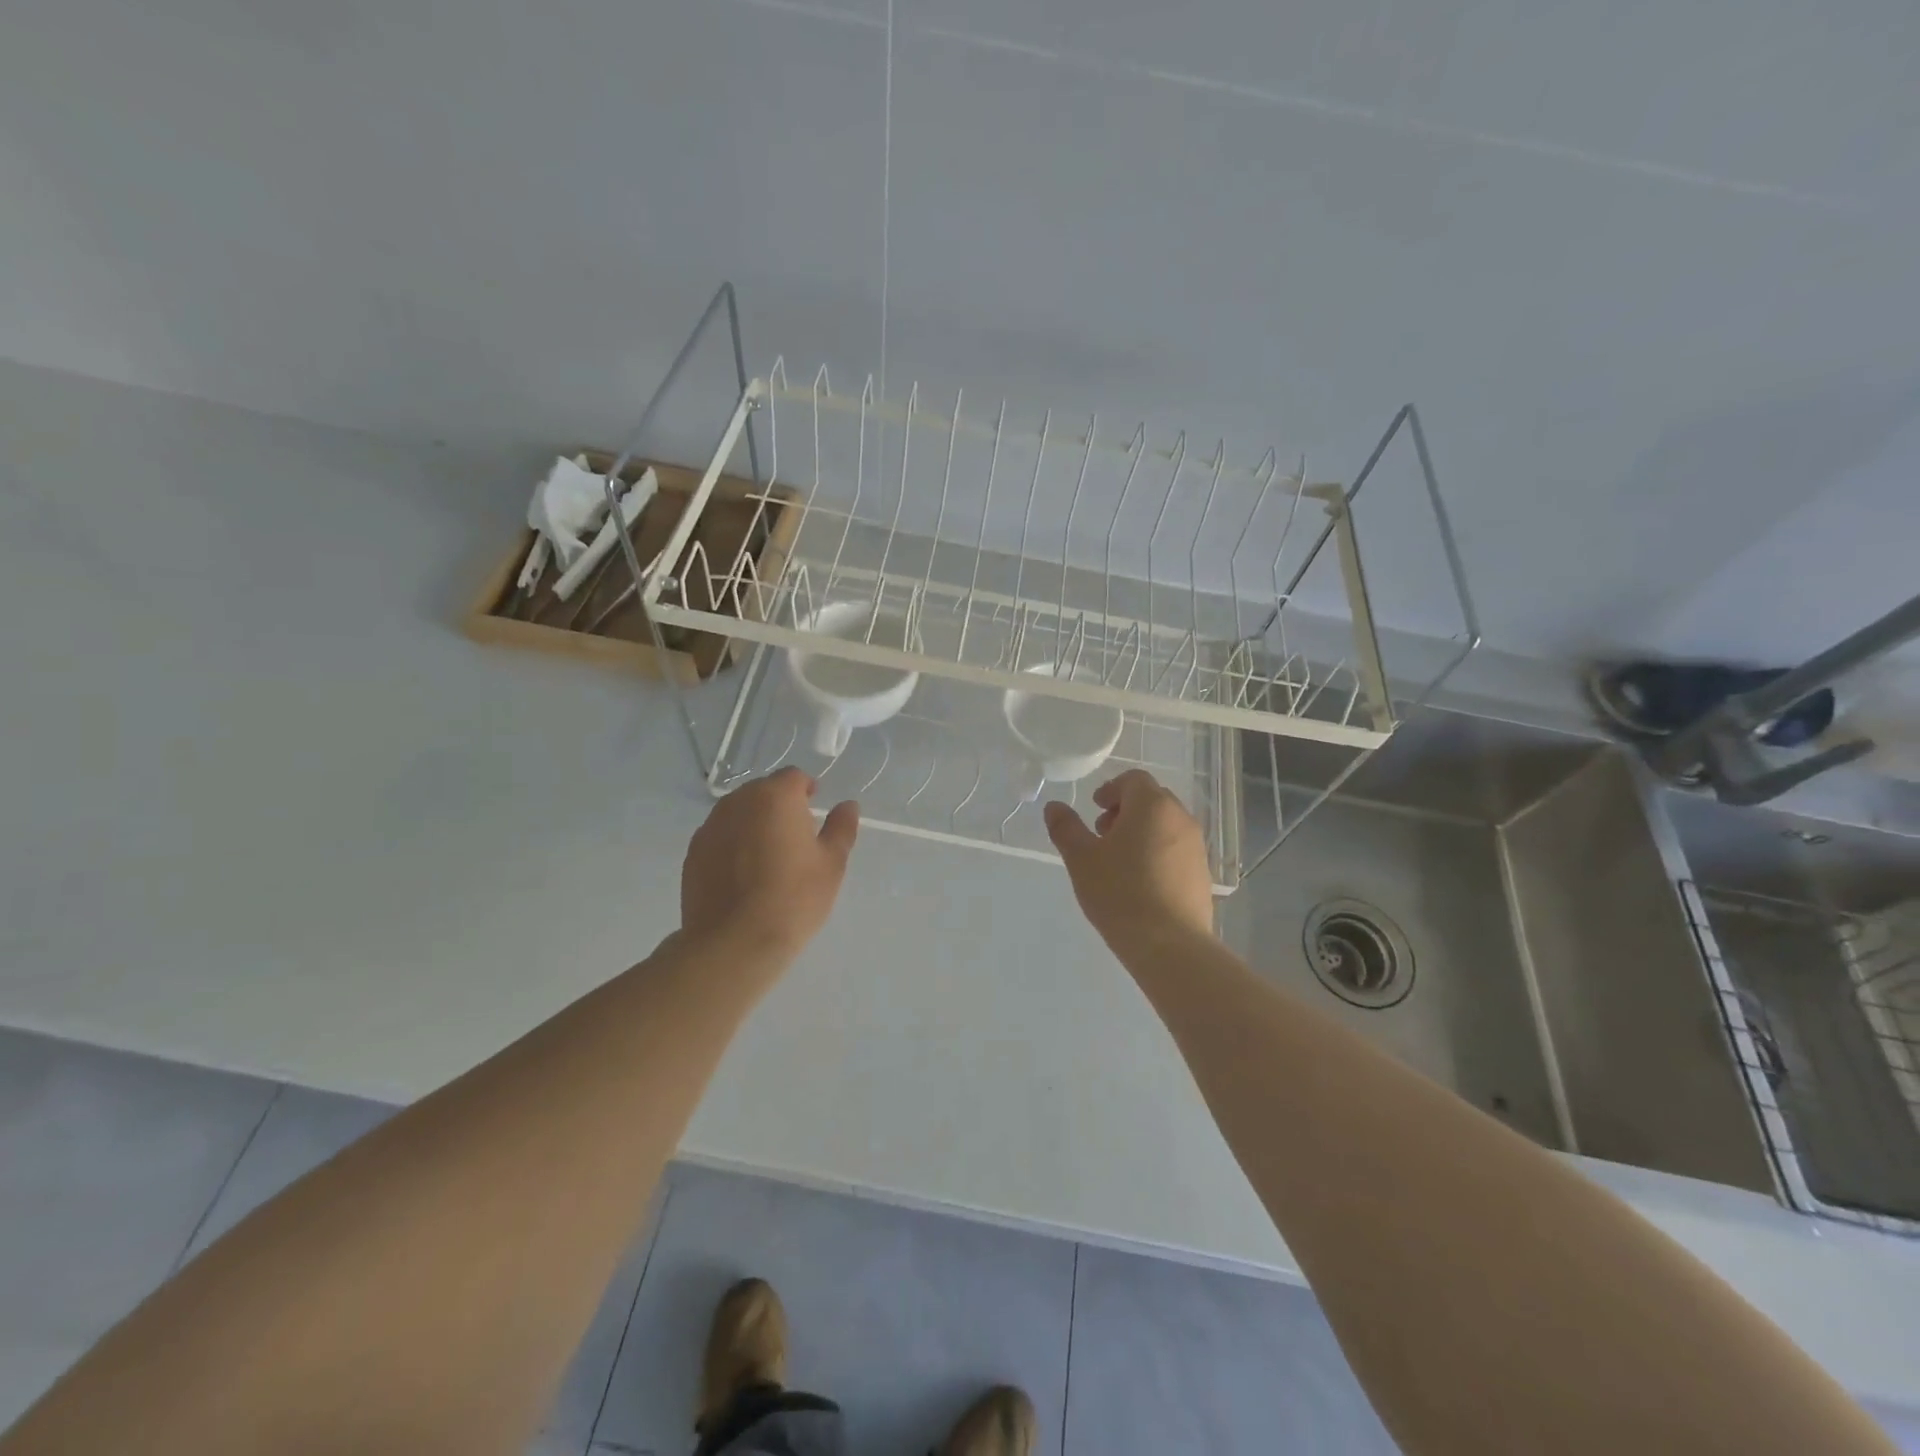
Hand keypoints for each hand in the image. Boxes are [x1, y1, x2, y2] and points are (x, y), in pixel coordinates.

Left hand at [681, 767, 858, 961]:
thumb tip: (847, 806)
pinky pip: (720, 837)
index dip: (807, 791)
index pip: (793, 777)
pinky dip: (733, 845)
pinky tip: (743, 876)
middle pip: (763, 791)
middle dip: (780, 806)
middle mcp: (738, 802)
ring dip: (754, 824)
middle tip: (795, 840)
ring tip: (767, 859)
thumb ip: (841, 828)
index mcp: (775, 797)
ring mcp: (710, 827)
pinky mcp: (693, 853)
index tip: (815, 815)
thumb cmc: (793, 899)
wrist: (734, 944)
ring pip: (738, 813)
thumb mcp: (831, 864)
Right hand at [1044, 769, 1214, 949]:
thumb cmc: (1120, 893)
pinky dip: (1157, 852)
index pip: (1134, 779)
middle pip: (1152, 799)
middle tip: (1102, 835)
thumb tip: (1054, 807)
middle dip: (1125, 810)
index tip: (1094, 809)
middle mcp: (1180, 818)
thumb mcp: (1081, 859)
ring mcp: (1196, 846)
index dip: (1111, 789)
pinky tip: (1140, 883)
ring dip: (1142, 831)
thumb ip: (1066, 828)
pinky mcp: (1202, 873)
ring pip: (1165, 825)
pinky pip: (1176, 849)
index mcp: (1152, 805)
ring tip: (1119, 862)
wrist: (1170, 945)